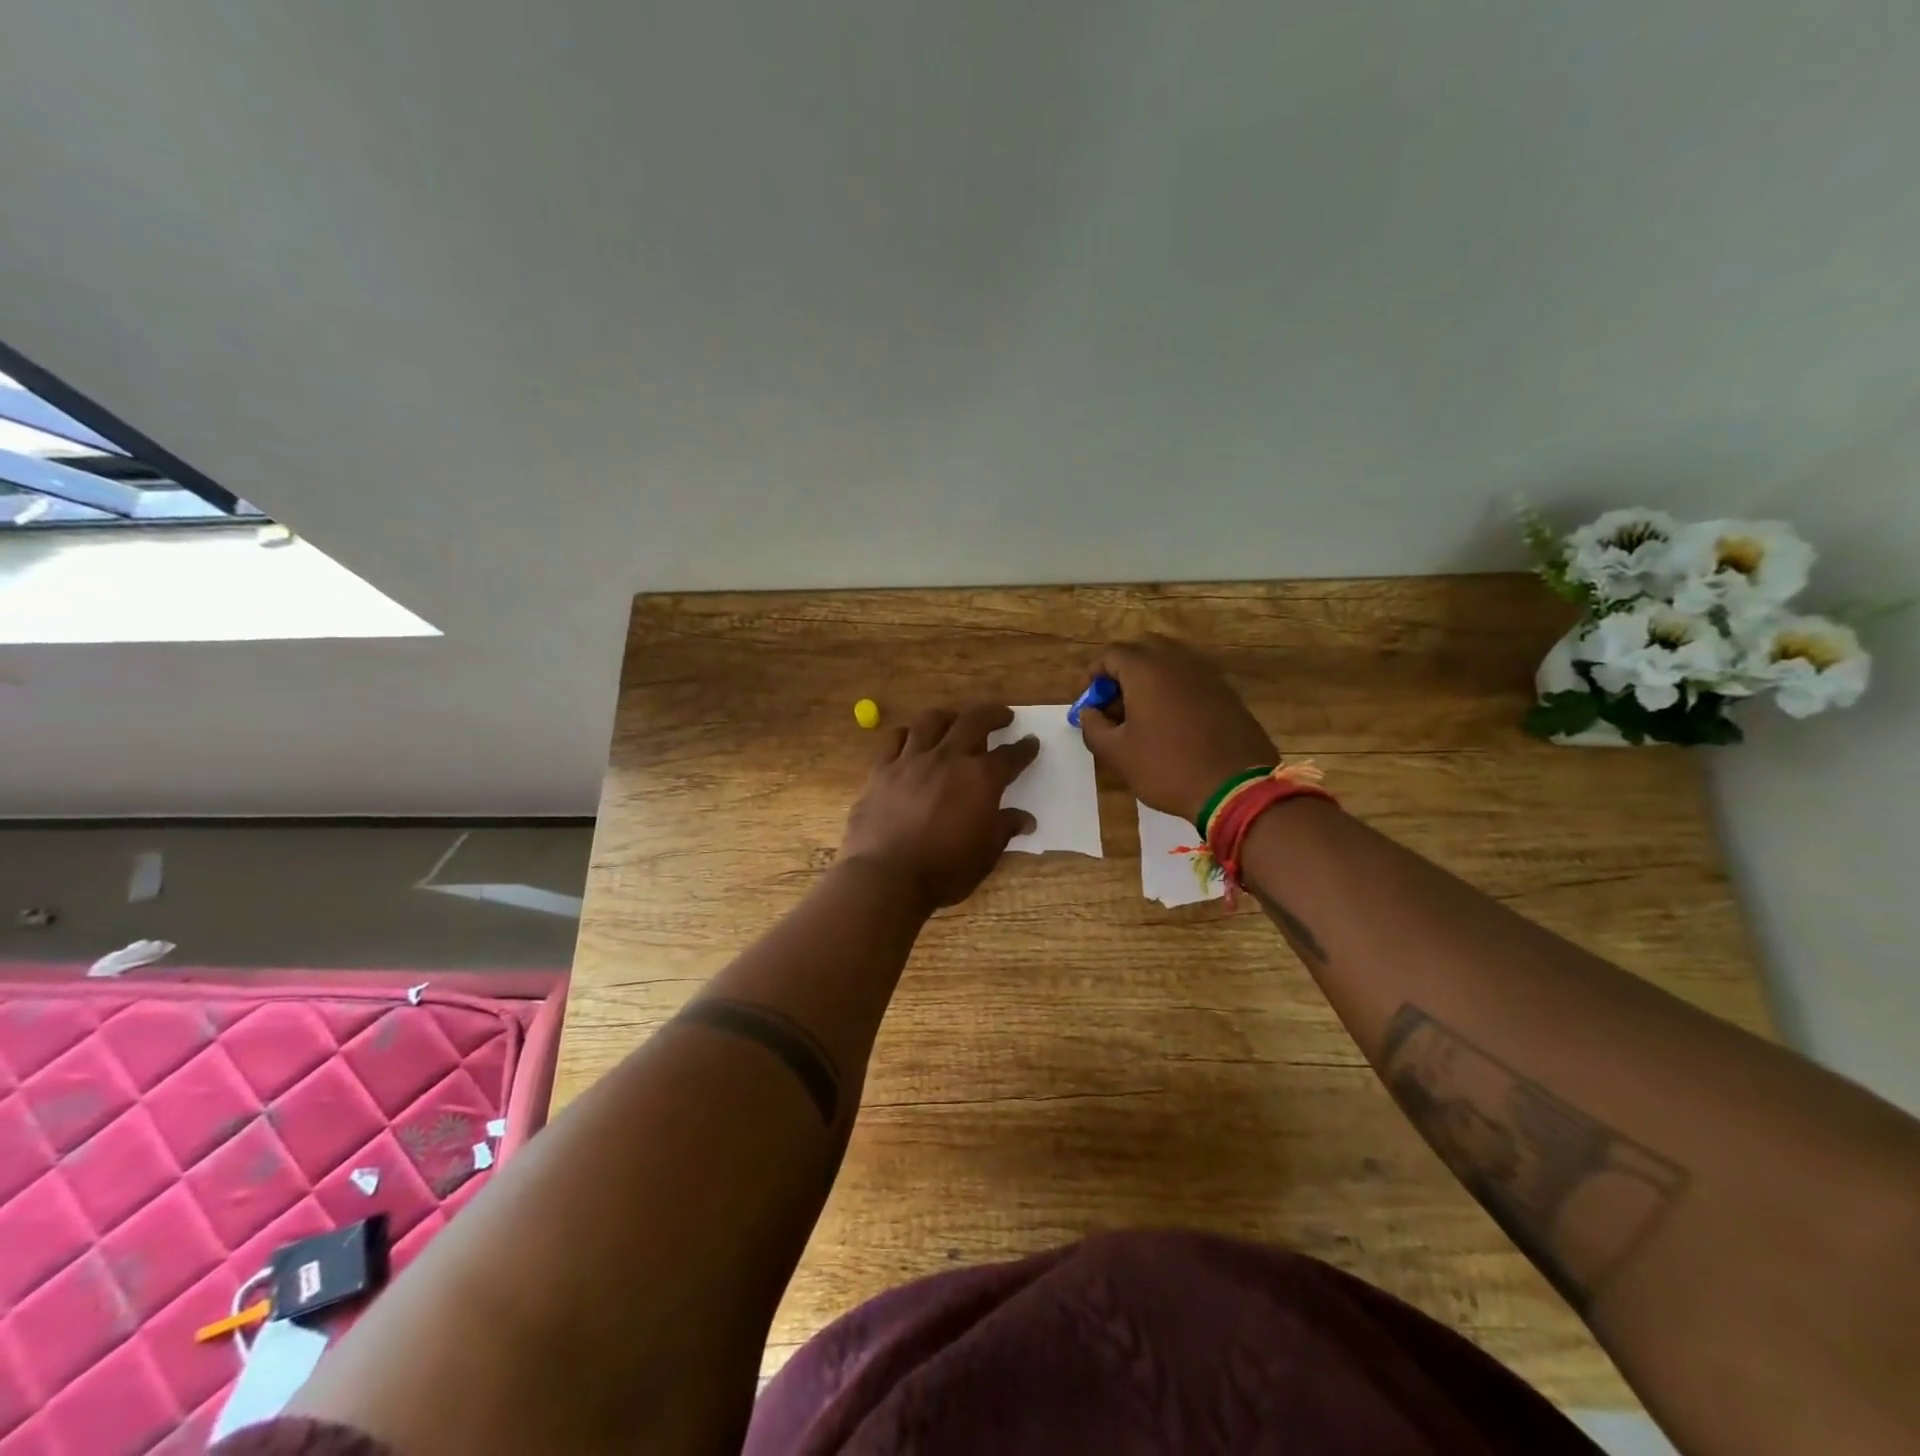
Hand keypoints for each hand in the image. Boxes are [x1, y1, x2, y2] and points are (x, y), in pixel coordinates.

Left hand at [839, 704, 1039, 909]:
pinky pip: (895, 739)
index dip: (1024, 749)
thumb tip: (1025, 820)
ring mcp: (912, 760)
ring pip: (932, 721)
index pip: (1010, 756)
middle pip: (974, 722)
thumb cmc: (944, 869)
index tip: (1031, 742)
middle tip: (1002, 716)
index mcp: (981, 778)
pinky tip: (912, 738)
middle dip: (993, 715)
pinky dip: (907, 734)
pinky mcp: (882, 769)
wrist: (887, 876)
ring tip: (955, 720)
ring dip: (949, 717)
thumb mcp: (985, 854)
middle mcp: (949, 758)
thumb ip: (1004, 829)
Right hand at [1078, 635, 1278, 822]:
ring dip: (1149, 680)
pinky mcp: (1226, 692)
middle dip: (1122, 671)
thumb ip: (1093, 727)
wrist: (1236, 788)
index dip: (1093, 675)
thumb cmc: (1167, 767)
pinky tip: (1171, 723)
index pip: (1111, 654)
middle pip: (1142, 650)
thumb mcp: (1117, 754)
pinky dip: (1174, 690)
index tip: (1089, 702)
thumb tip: (1088, 713)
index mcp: (1146, 669)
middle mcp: (1177, 661)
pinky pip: (1191, 679)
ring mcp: (1207, 674)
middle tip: (1114, 704)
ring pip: (1169, 662)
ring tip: (1141, 715)